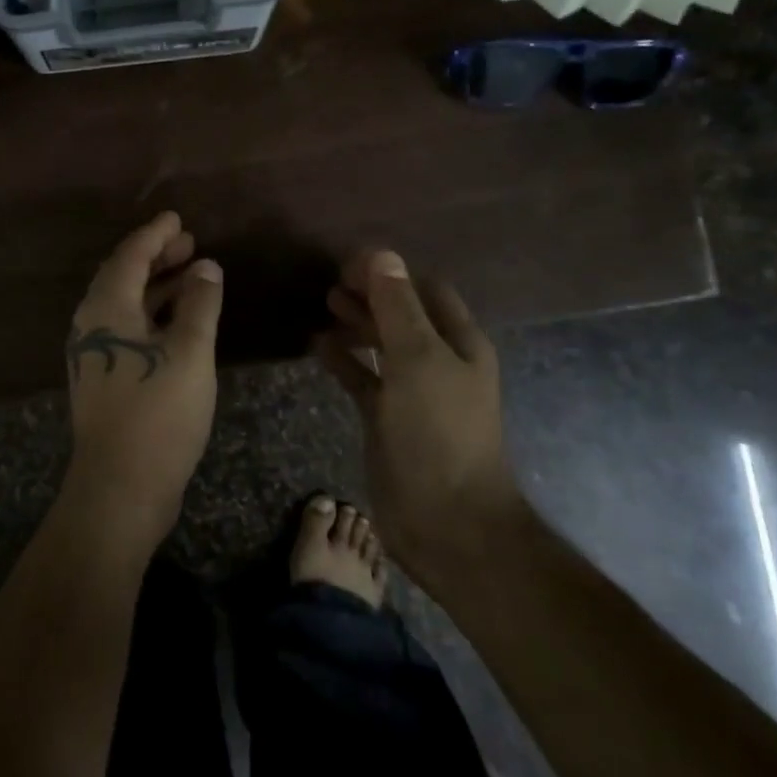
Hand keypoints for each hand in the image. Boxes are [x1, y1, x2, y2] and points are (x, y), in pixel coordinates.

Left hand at [62, 212, 224, 552]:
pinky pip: (128, 328)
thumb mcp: (189, 352)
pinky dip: (153, 314)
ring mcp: (95, 353)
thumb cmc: (158, 412)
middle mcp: (92, 324)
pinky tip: (179, 321)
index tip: (177, 219)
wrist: (120, 486)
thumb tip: (205, 267)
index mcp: (106, 308)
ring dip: (157, 286)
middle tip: (189, 243)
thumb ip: (199, 304)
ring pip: (126, 305)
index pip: (130, 256)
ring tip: (192, 274)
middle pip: (124, 277)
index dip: (155, 235)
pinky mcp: (104, 378)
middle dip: (156, 257)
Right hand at [317, 249, 522, 573]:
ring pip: (381, 344)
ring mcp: (412, 391)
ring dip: (356, 322)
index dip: (392, 272)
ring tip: (324, 301)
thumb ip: (397, 308)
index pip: (426, 290)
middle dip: (371, 294)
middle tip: (331, 280)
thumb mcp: (419, 360)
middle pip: (402, 314)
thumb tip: (381, 255)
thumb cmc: (439, 432)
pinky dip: (343, 359)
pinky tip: (317, 344)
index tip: (351, 261)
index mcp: (459, 343)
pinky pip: (363, 377)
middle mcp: (438, 362)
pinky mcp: (387, 417)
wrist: (446, 520)